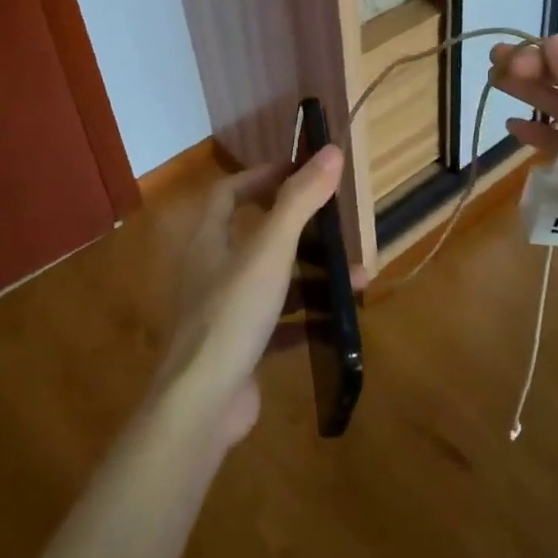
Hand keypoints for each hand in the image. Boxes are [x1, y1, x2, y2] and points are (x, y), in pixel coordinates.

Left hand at [160, 146, 343, 444]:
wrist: (201, 405)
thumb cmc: (232, 315)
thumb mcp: (270, 252)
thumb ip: (299, 201)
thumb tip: (331, 152)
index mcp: (209, 241)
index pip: (229, 193)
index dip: (262, 177)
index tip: (299, 172)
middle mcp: (211, 272)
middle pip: (256, 236)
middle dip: (300, 229)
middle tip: (336, 225)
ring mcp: (224, 313)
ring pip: (273, 282)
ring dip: (311, 276)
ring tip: (355, 277)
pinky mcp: (239, 349)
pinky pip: (277, 324)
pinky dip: (305, 318)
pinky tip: (336, 320)